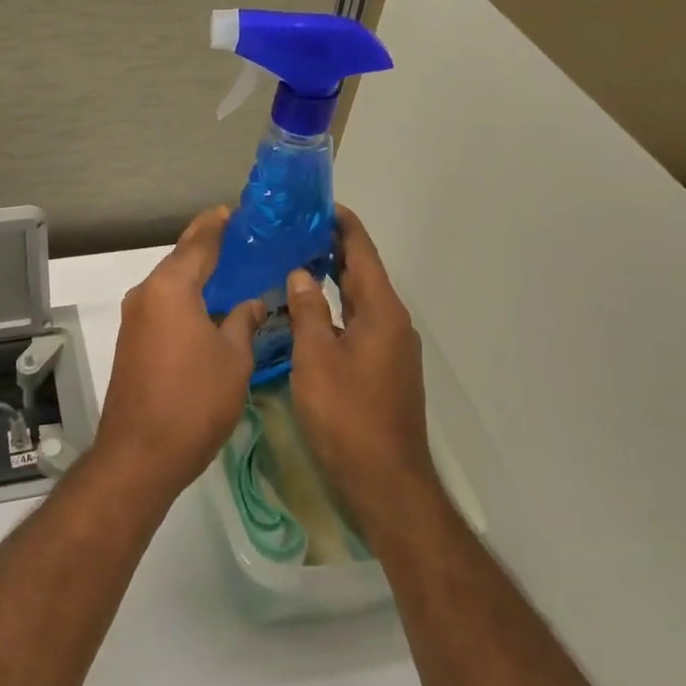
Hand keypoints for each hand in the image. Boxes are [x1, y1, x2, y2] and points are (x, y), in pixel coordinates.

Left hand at [94, 206, 267, 500]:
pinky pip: (162, 305)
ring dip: (197, 275)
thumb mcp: (233, 359)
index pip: (198, 242)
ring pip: (170, 283)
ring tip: (233, 270)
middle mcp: (146, 294)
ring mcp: (134, 318)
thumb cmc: (194, 401)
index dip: (219, 224)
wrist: (140, 453)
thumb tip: (251, 303)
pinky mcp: (131, 340)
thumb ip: (243, 322)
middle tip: (244, 239)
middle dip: (209, 247)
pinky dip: (185, 297)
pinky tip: (209, 306)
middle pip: (180, 259)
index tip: (239, 211)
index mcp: (170, 288)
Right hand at [285, 206, 437, 535]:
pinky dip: (334, 307)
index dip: (342, 224)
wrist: (386, 481)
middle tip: (294, 229)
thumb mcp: (316, 359)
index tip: (316, 204)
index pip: (362, 252)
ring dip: (332, 278)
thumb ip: (308, 310)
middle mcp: (392, 322)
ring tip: (295, 261)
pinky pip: (357, 323)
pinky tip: (307, 312)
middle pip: (362, 272)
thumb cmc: (347, 415)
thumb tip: (301, 273)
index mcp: (381, 311)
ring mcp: (390, 347)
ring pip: (359, 299)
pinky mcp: (382, 368)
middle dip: (332, 247)